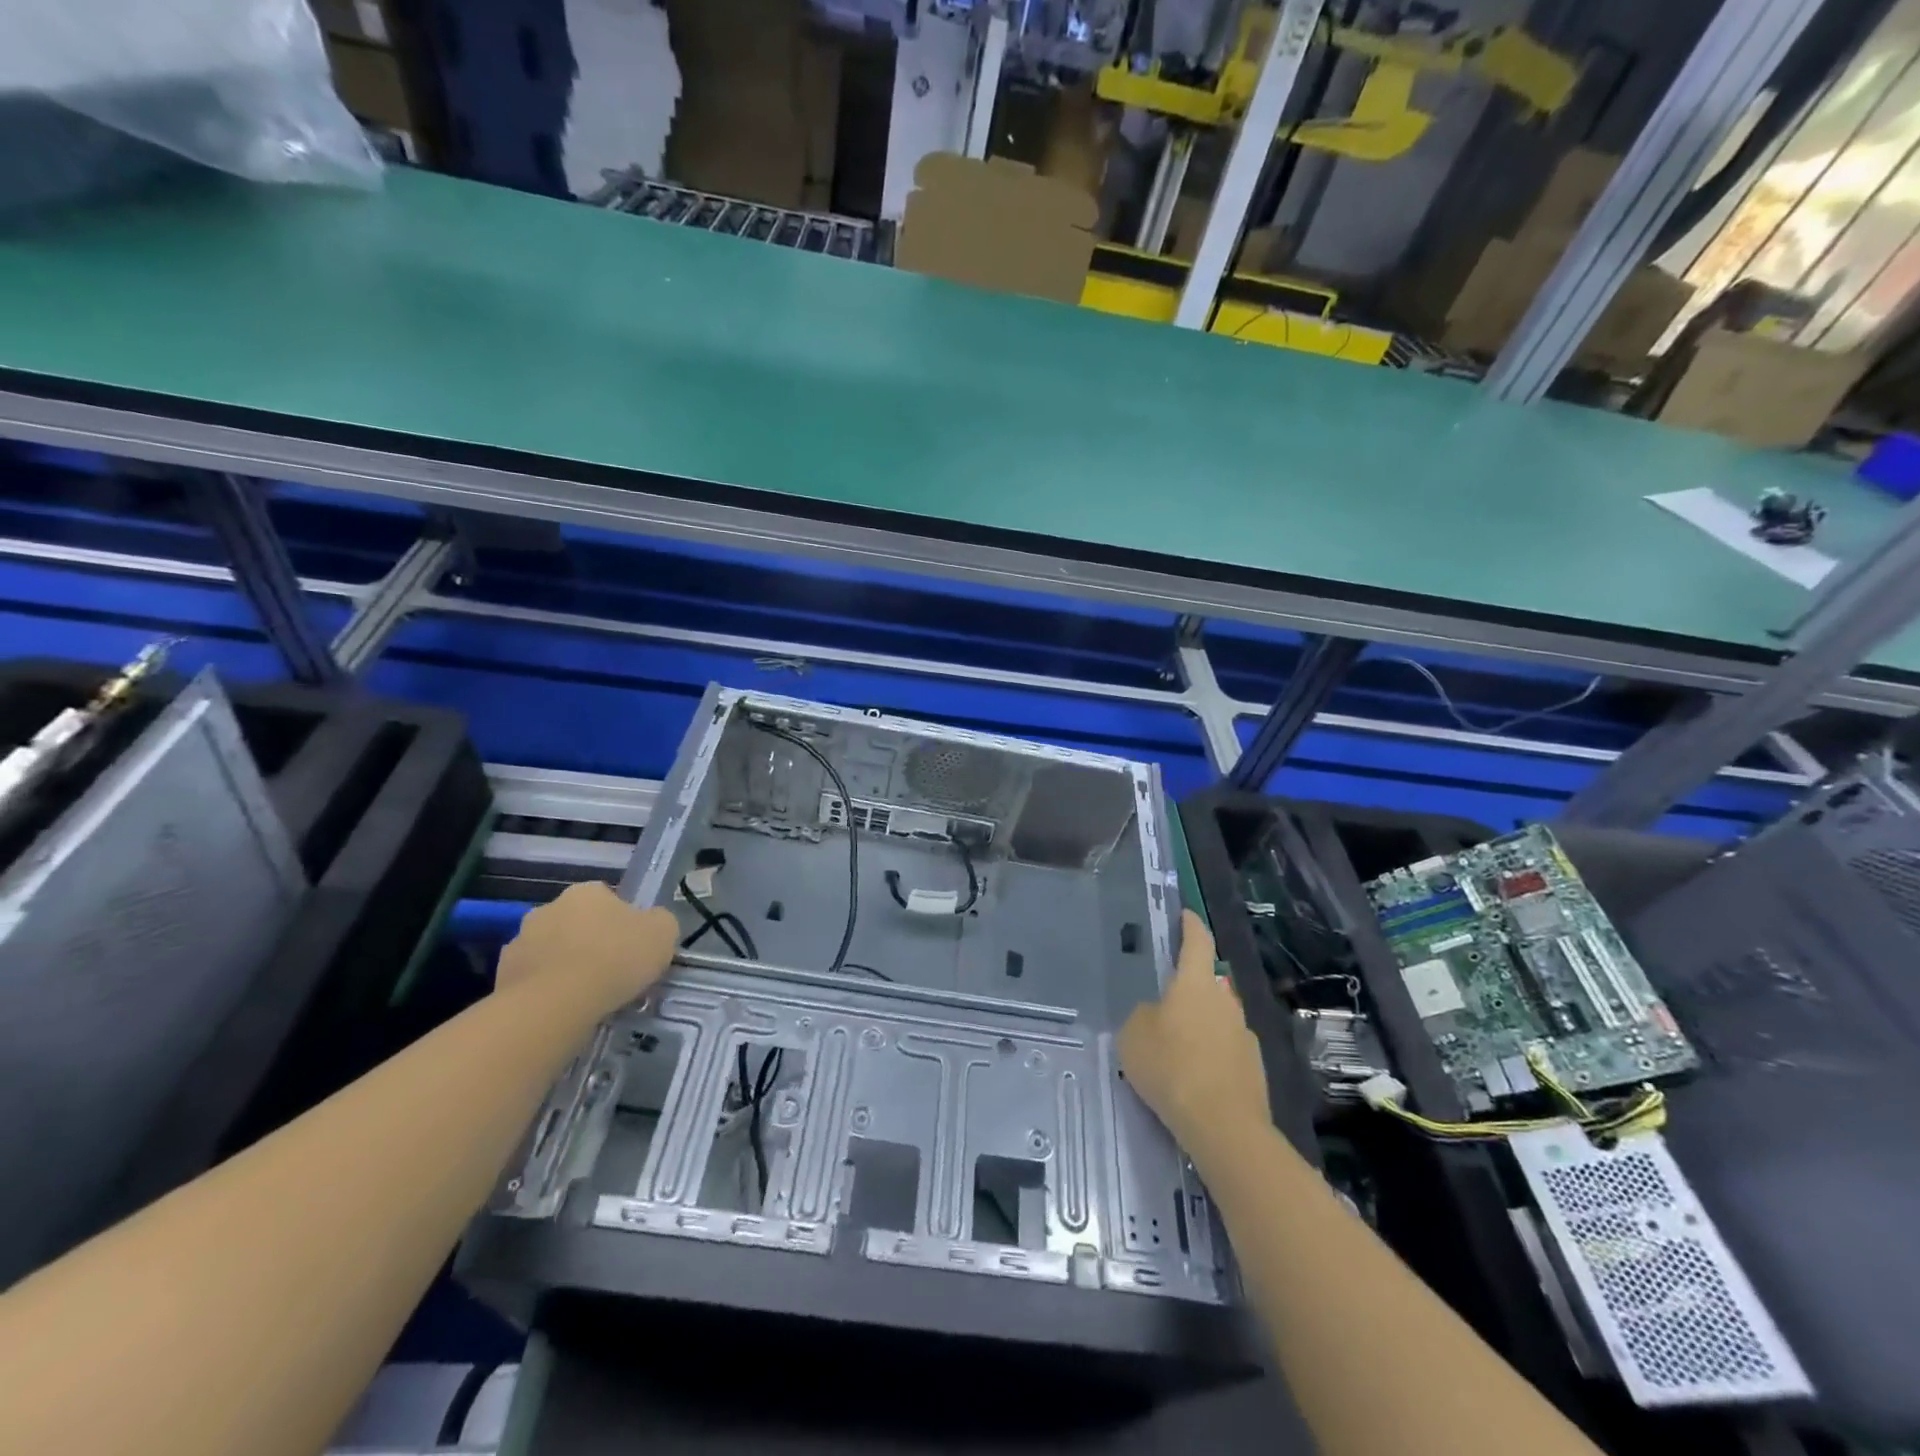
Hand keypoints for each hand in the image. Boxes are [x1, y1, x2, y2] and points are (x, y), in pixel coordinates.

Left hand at [497, 882, 679, 1007]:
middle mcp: (548, 907)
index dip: (623, 923)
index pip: (608, 899)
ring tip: (586, 997)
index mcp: (586, 892)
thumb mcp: (664, 933)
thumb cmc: (617, 959)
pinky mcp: (500, 977)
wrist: (557, 1004)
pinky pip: (532, 980)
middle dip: (589, 942)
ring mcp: (519, 941)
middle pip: (576, 923)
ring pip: (551, 951)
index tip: (632, 947)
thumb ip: (659, 922)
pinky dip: (545, 991)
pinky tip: (562, 1010)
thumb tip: (651, 925)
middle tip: (610, 972)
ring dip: (564, 965)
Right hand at [1118, 911, 1268, 1159]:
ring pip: (1218, 1018)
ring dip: (1201, 1025)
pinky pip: (1226, 1050)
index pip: (1197, 942)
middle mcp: (1226, 1001)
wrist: (1223, 1126)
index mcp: (1196, 984)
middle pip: (1208, 983)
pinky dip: (1211, 1056)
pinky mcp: (1254, 1068)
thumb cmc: (1171, 1067)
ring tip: (1176, 1049)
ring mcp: (1244, 1034)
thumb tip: (1158, 1015)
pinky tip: (1194, 1079)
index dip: (1190, 925)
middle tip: (1166, 1002)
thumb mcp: (1133, 1035)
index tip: (1186, 914)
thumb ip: (1144, 1016)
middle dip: (1190, 988)